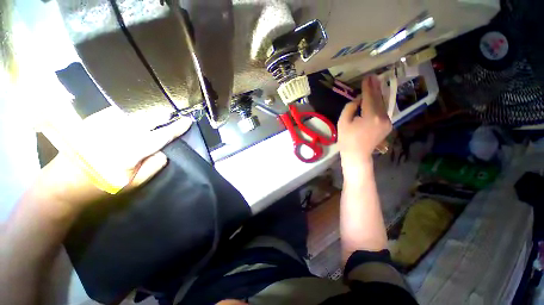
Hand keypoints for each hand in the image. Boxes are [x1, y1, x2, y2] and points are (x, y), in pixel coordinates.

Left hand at [34, 107, 191, 214]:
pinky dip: (133, 113)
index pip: (160, 136)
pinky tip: (135, 118)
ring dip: (149, 114)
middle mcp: (116, 135)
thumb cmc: (102, 186)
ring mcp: (102, 125)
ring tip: (156, 118)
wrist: (64, 182)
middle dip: (163, 117)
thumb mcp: (133, 184)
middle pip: (148, 119)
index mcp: (128, 154)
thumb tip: (163, 151)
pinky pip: (120, 111)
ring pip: (135, 113)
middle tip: (172, 118)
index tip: (187, 121)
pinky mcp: (93, 120)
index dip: (176, 128)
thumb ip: (153, 166)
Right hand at [338, 75, 391, 174]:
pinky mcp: (388, 126)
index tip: (367, 77)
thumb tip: (359, 100)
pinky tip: (376, 98)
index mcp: (370, 116)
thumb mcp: (343, 122)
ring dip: (378, 94)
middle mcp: (382, 117)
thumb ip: (350, 107)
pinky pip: (383, 111)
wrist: (357, 154)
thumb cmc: (347, 139)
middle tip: (373, 77)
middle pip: (378, 99)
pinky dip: (379, 104)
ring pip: (382, 104)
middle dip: (375, 87)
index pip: (369, 97)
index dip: (368, 87)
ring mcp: (387, 122)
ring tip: (375, 84)